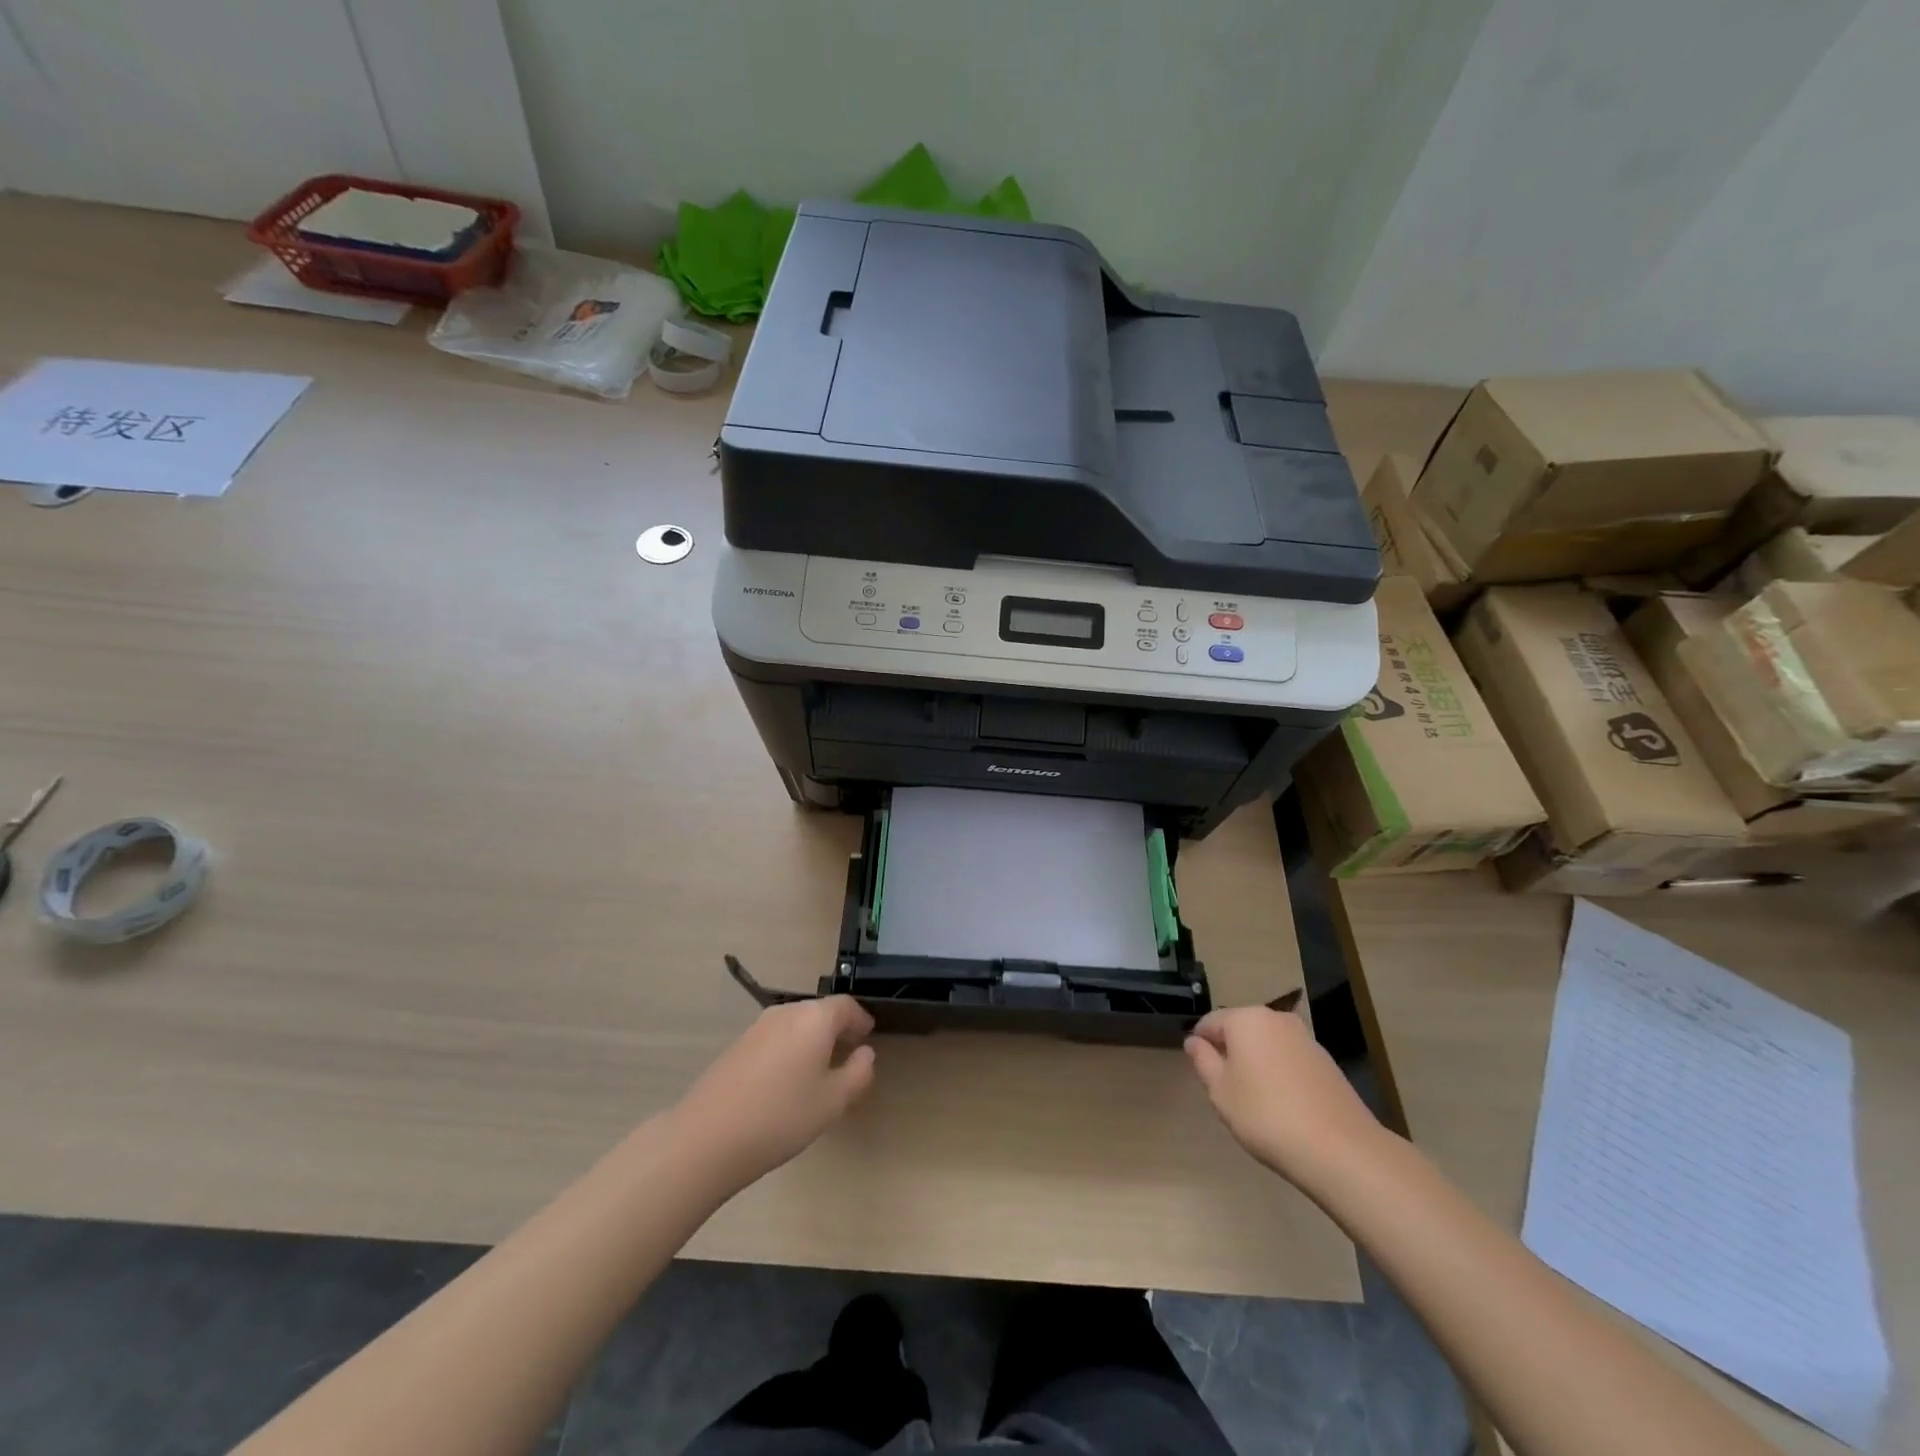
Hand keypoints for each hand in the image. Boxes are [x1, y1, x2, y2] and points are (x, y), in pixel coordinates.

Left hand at [673, 997, 877, 1188]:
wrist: (707, 1137)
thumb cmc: (782, 1116)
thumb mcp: (833, 1101)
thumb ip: (858, 1073)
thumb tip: (865, 1053)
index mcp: (814, 1018)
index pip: (846, 1006)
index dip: (861, 1019)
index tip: (868, 1036)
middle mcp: (786, 1013)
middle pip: (819, 1012)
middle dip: (836, 1029)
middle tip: (848, 1055)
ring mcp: (757, 1028)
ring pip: (795, 1025)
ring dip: (811, 1040)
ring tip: (818, 1072)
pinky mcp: (737, 1046)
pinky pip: (774, 1039)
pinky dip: (788, 1051)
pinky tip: (785, 1083)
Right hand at [1185, 1005, 1386, 1184]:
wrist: (1341, 1150)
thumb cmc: (1266, 1116)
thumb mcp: (1220, 1092)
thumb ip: (1203, 1061)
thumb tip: (1195, 1041)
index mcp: (1245, 1019)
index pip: (1209, 1022)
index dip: (1200, 1046)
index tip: (1203, 1076)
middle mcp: (1276, 1019)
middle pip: (1240, 1030)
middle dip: (1230, 1054)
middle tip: (1228, 1092)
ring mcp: (1305, 1038)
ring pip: (1267, 1045)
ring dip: (1256, 1064)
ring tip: (1257, 1103)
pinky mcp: (1327, 1062)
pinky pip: (1290, 1060)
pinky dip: (1281, 1075)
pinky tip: (1285, 1107)